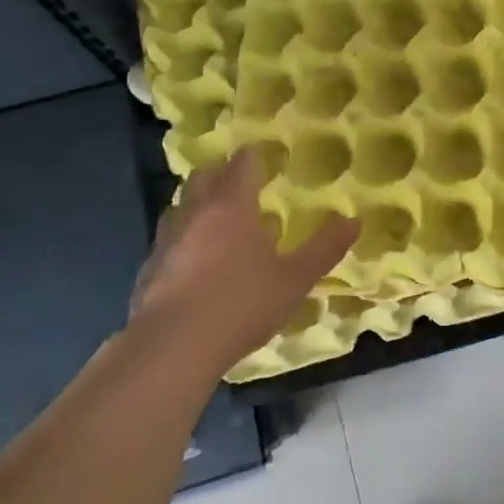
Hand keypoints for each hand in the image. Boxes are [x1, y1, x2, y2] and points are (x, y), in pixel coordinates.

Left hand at [129, 148, 358, 376]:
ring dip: (198, 204)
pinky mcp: (148, 270)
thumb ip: (323, 249)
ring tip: (217, 218)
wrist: (171, 349)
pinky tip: (193, 261)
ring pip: (180, 207)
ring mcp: (166, 241)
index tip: (264, 154)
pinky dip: (183, 238)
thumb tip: (354, 221)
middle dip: (222, 173)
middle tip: (241, 182)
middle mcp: (195, 214)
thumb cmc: (241, 304)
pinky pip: (167, 240)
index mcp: (232, 207)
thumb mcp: (294, 279)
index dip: (254, 156)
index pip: (242, 165)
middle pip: (204, 177)